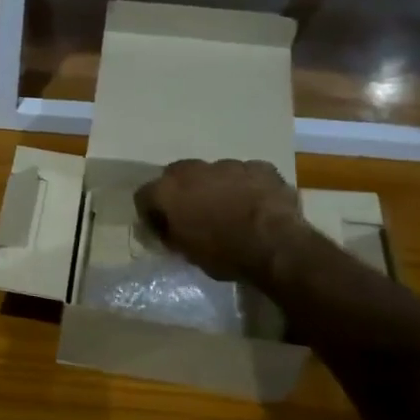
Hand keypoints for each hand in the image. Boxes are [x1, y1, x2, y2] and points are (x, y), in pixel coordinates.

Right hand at [134, 159, 305, 281]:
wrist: (275, 246)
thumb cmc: (223, 254)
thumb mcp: (186, 252)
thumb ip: (170, 234)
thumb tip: (166, 230)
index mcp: (168, 190)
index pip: (144, 195)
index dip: (150, 212)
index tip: (161, 228)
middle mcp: (193, 170)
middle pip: (177, 175)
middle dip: (182, 192)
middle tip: (193, 214)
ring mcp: (229, 165)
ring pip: (214, 173)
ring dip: (215, 187)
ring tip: (229, 210)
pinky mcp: (260, 167)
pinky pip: (246, 175)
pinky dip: (246, 187)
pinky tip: (255, 206)